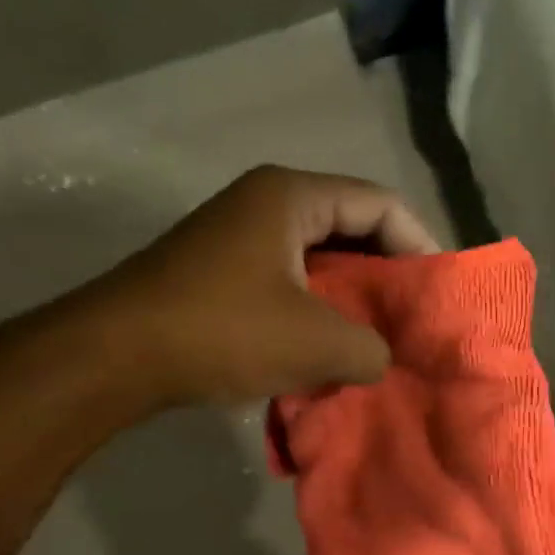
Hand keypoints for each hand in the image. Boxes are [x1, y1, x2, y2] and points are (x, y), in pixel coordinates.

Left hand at [101, 165, 439, 408]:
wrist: (115, 356)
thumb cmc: (223, 330)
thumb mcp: (317, 342)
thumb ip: (370, 347)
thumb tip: (381, 357)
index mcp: (292, 196)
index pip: (380, 203)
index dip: (419, 244)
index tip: (438, 292)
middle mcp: (264, 205)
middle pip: (349, 229)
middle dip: (385, 276)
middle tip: (414, 320)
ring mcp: (237, 240)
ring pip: (317, 263)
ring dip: (350, 301)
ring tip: (378, 342)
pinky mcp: (219, 276)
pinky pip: (287, 286)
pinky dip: (315, 315)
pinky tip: (329, 353)